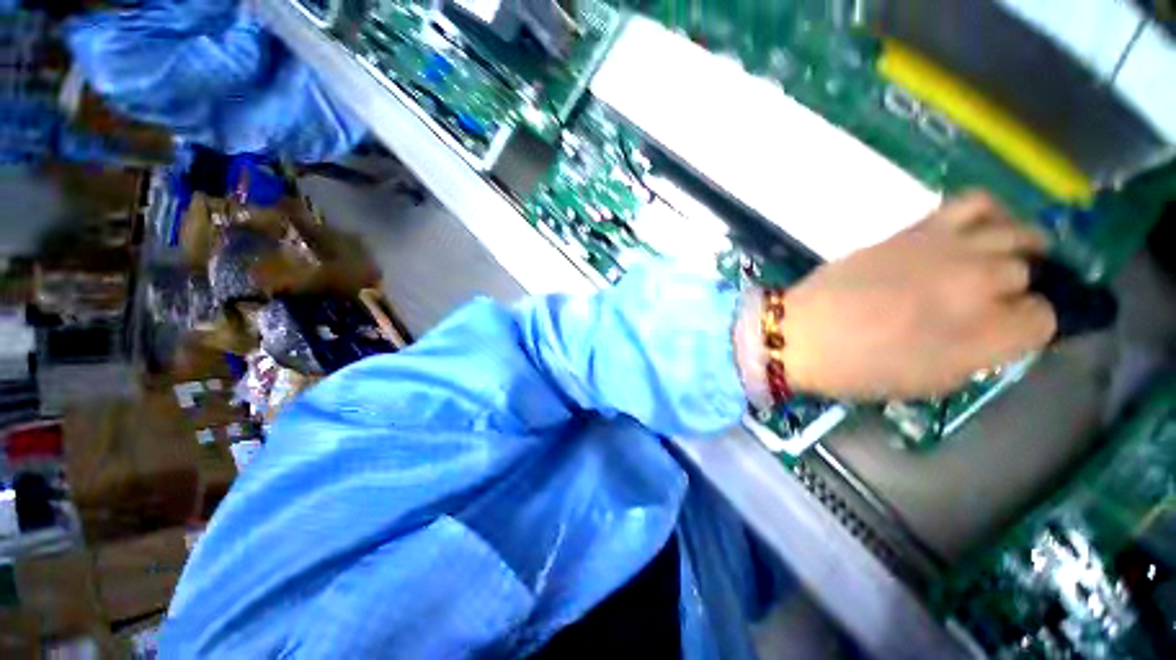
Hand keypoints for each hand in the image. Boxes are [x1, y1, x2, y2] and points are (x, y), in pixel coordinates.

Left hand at [735, 192, 1056, 400]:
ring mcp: (948, 250)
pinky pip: (972, 203)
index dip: (1032, 325)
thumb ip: (981, 353)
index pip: (1047, 318)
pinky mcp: (915, 230)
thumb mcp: (931, 381)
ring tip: (1007, 257)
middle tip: (996, 299)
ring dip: (1020, 245)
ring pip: (1016, 231)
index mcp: (987, 335)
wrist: (800, 334)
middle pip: (1031, 272)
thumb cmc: (858, 369)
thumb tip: (1004, 329)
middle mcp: (980, 284)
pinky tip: (980, 229)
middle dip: (1021, 287)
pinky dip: (990, 212)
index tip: (1011, 329)